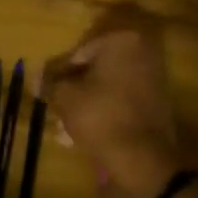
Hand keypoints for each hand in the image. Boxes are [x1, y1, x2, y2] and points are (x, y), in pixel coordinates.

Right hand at [42, 11, 180, 197]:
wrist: (143, 157)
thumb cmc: (100, 116)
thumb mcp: (65, 97)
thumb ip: (51, 82)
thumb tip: (39, 78)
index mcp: (120, 41)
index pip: (78, 54)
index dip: (58, 75)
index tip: (46, 93)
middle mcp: (141, 52)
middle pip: (95, 69)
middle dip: (74, 90)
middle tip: (55, 110)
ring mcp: (153, 77)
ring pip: (108, 87)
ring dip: (86, 103)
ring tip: (64, 129)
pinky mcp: (158, 101)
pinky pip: (122, 100)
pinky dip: (104, 111)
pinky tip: (84, 133)